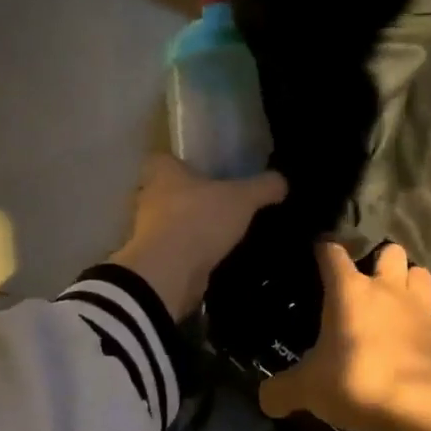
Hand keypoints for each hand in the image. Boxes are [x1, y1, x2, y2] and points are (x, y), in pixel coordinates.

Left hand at [109, 154, 286, 320]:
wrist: (168, 273)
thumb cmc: (199, 219)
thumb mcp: (241, 198)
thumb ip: (263, 187)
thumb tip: (282, 181)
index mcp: (162, 171)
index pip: (163, 158)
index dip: (180, 162)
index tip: (202, 169)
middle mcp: (149, 196)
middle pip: (167, 190)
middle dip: (189, 196)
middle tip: (219, 200)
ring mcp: (147, 230)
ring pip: (170, 221)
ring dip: (190, 226)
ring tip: (221, 231)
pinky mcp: (154, 259)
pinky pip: (175, 249)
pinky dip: (190, 253)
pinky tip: (214, 256)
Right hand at [261, 240, 430, 430]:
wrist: (425, 404)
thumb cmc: (359, 379)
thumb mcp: (310, 389)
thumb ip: (283, 390)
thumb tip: (264, 399)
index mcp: (350, 289)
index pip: (332, 252)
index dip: (324, 250)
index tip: (317, 253)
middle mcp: (387, 289)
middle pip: (390, 251)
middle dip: (381, 259)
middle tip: (368, 281)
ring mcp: (420, 309)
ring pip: (419, 274)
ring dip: (409, 282)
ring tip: (397, 301)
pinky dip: (424, 326)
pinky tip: (414, 343)